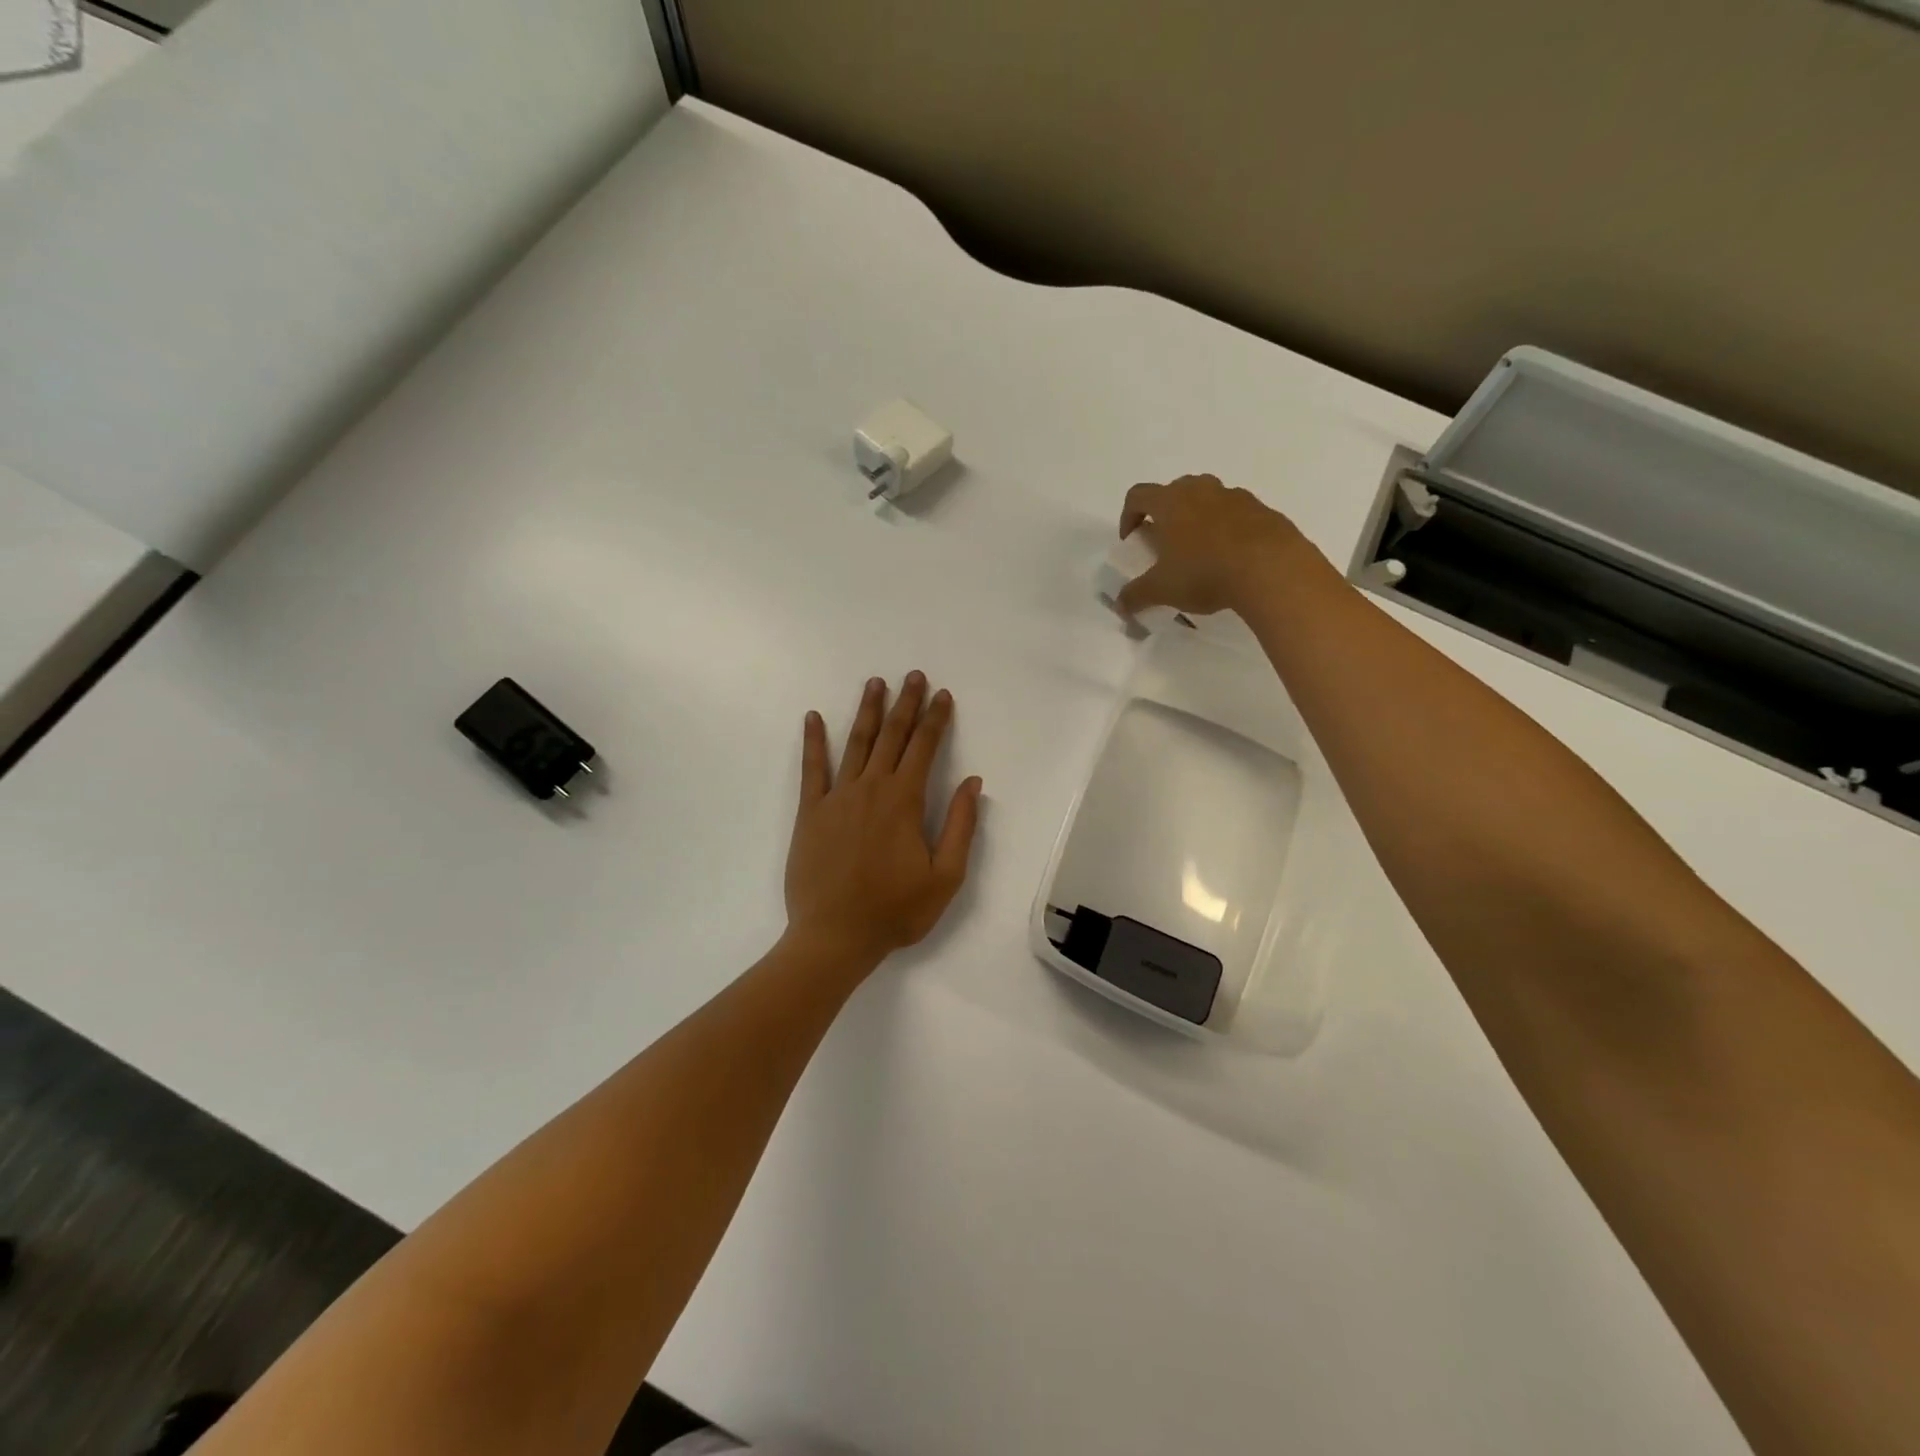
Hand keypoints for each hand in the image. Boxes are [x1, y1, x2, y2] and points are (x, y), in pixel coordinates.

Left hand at [785, 673, 983, 970]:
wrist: (834, 936)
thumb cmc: (895, 910)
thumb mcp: (945, 877)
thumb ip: (959, 826)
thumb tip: (972, 784)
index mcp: (904, 801)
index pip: (924, 748)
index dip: (936, 719)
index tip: (943, 695)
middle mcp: (871, 788)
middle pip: (892, 736)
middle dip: (906, 704)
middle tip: (913, 676)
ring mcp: (837, 797)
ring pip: (855, 743)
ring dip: (867, 711)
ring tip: (875, 683)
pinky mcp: (811, 812)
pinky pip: (812, 768)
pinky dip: (813, 741)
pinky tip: (812, 717)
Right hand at [1116, 474, 1303, 619]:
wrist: (1271, 568)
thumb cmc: (1204, 572)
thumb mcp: (1162, 590)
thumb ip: (1136, 596)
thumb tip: (1120, 606)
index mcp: (1170, 502)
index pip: (1138, 495)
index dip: (1128, 515)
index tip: (1131, 539)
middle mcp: (1201, 490)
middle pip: (1175, 489)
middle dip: (1165, 512)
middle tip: (1166, 542)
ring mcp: (1236, 497)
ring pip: (1208, 498)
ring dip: (1198, 517)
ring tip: (1200, 550)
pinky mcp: (1263, 510)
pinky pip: (1237, 513)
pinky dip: (1228, 528)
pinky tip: (1231, 557)